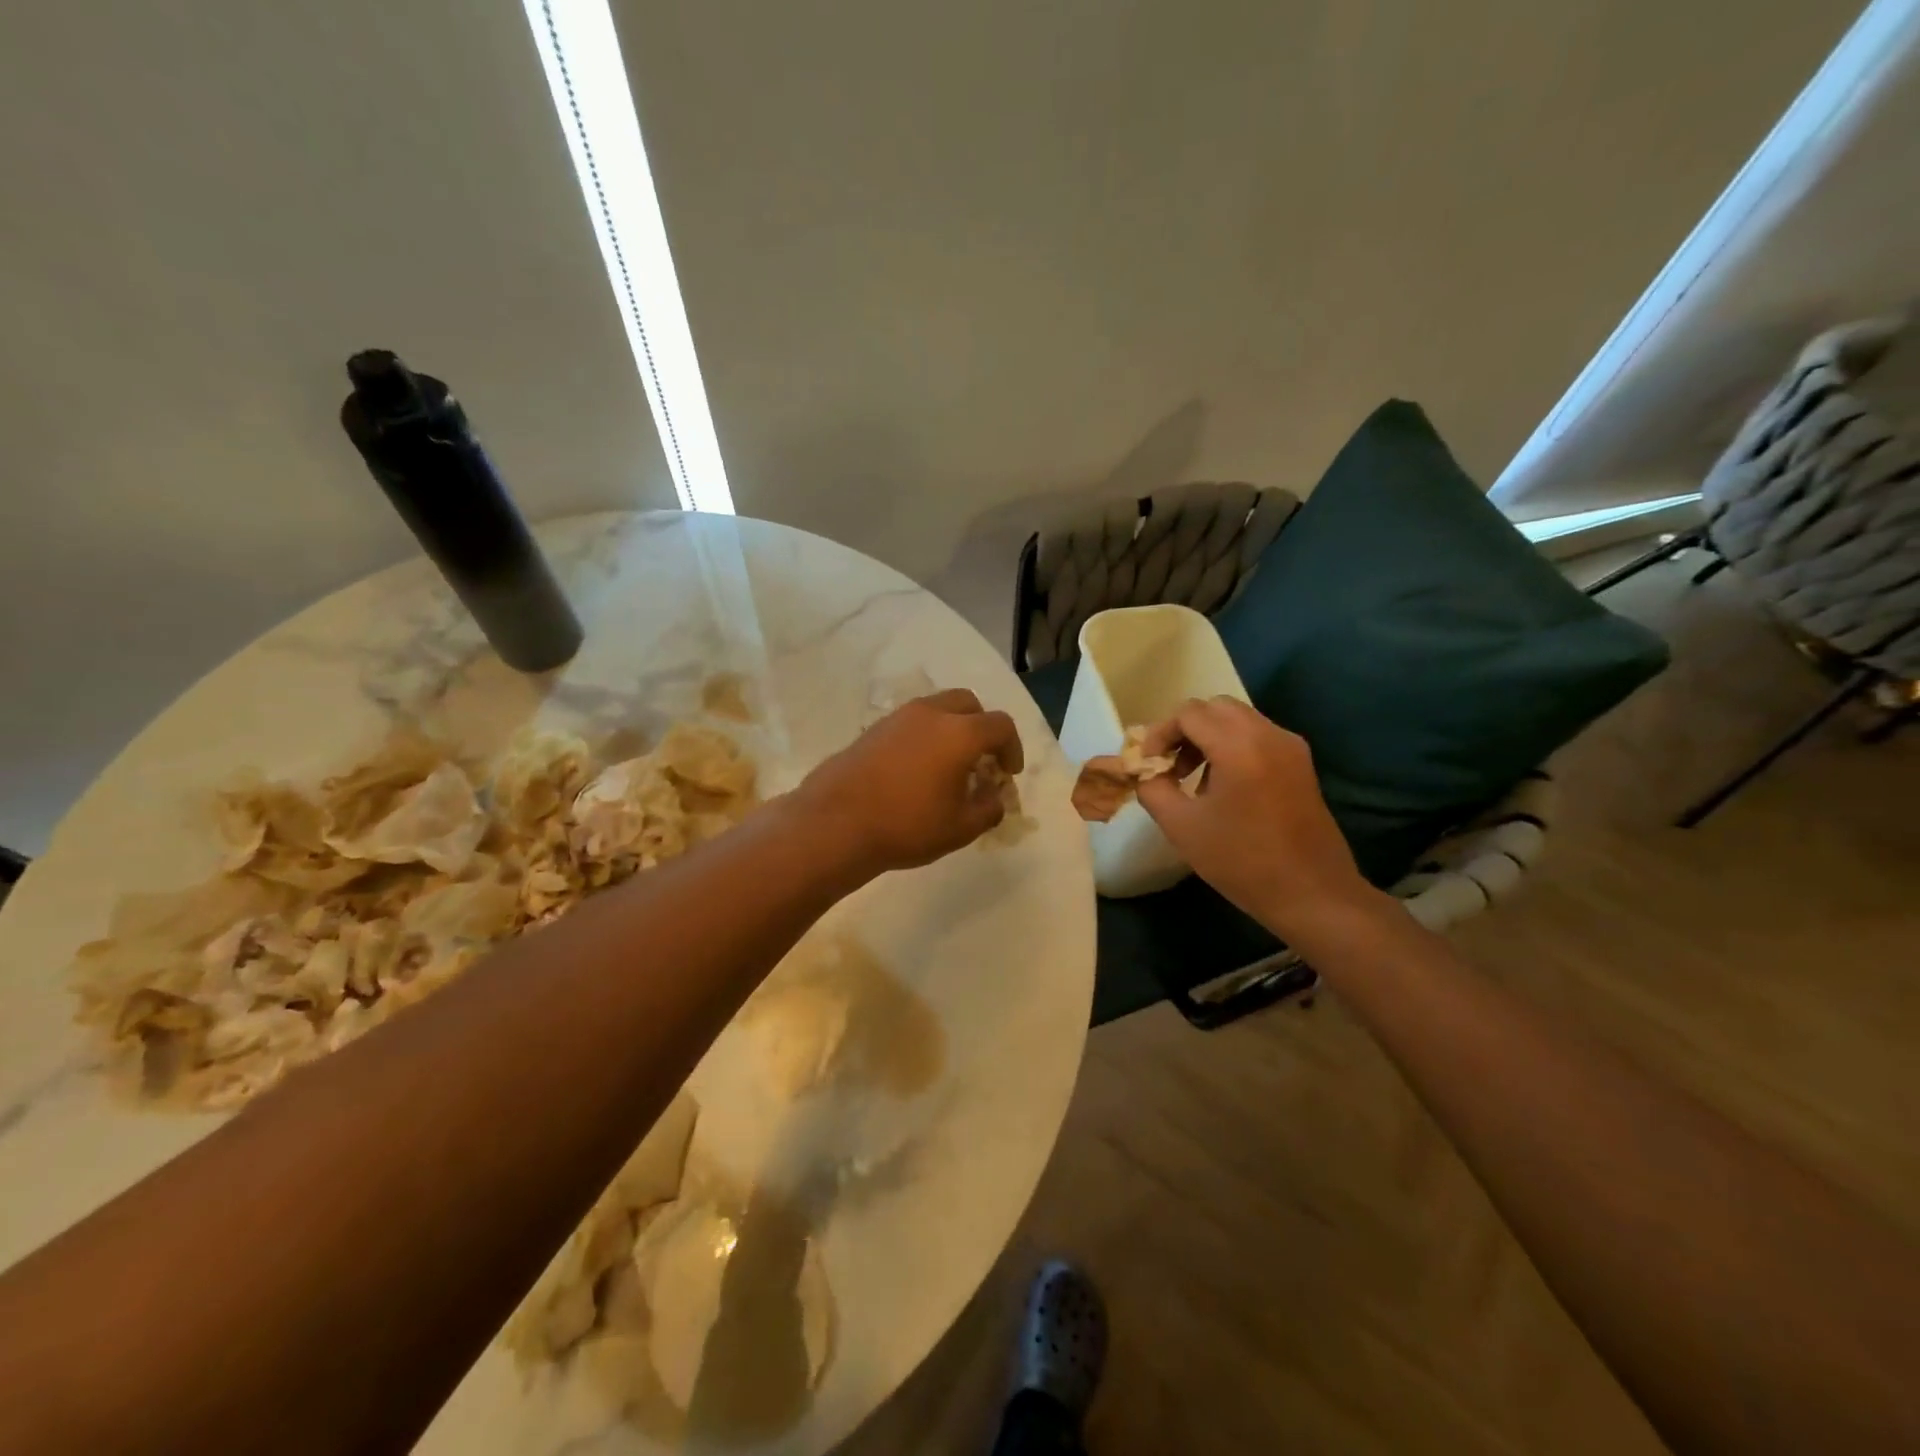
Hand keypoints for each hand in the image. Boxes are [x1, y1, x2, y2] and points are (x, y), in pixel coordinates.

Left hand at [795, 689, 1023, 880]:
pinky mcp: (873, 729)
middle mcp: (931, 714)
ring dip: (952, 729)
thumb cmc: (907, 826)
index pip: (1000, 726)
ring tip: (949, 767)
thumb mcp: (961, 828)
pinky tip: (917, 770)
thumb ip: (988, 808)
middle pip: (969, 704)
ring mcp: (898, 717)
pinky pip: (912, 722)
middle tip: (982, 761)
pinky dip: (926, 736)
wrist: (835, 823)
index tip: (1008, 774)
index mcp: (959, 733)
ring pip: (937, 708)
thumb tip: (993, 796)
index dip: (1012, 748)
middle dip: (982, 728)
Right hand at [1134, 697, 1380, 940]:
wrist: (1311, 893)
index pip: (1188, 713)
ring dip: (1208, 737)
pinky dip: (1232, 747)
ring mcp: (1290, 747)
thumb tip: (1147, 771)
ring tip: (1193, 779)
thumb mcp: (1181, 827)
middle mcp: (1268, 735)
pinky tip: (1224, 787)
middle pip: (1215, 708)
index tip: (1149, 764)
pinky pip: (1258, 736)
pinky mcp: (1301, 763)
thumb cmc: (1242, 861)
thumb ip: (1154, 788)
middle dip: (1185, 730)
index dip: (1160, 734)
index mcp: (1239, 746)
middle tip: (1170, 766)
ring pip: (1238, 719)